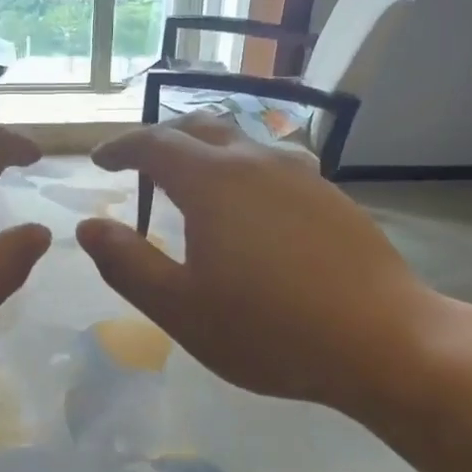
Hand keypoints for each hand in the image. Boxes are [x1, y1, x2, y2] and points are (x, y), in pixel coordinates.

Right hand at [76, 115, 447, 415]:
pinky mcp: (331, 196)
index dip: (120, 147)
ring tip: (191, 187)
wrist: (384, 342)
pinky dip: (241, 172)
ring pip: (240, 144)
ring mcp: (300, 175)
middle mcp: (256, 162)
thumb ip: (127, 263)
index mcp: (212, 181)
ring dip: (204, 154)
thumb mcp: (181, 308)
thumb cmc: (269, 329)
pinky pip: (272, 166)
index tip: (100, 161)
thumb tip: (87, 227)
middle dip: (161, 141)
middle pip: (198, 129)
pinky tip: (249, 211)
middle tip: (140, 169)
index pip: (153, 143)